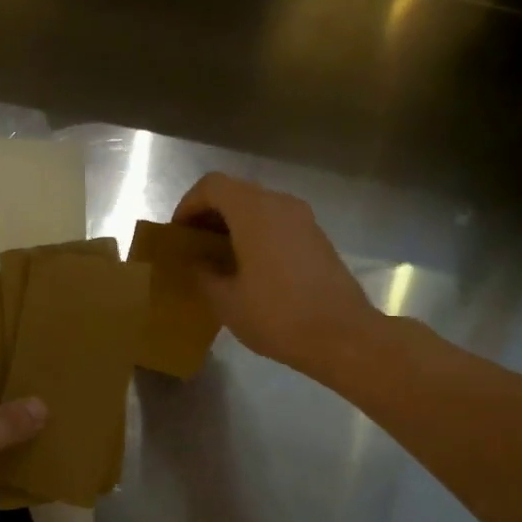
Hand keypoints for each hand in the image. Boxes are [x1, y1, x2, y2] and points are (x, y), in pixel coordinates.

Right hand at [173, 173, 375, 378]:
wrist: (342, 336)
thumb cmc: (277, 316)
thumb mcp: (226, 302)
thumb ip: (204, 274)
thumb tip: (199, 263)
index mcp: (254, 211)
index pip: (212, 185)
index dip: (188, 205)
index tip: (178, 234)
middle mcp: (280, 204)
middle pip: (236, 193)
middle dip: (210, 215)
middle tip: (194, 246)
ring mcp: (304, 220)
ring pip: (259, 208)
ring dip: (235, 225)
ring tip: (220, 259)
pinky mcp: (318, 238)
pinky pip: (278, 224)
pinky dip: (257, 235)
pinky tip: (251, 269)